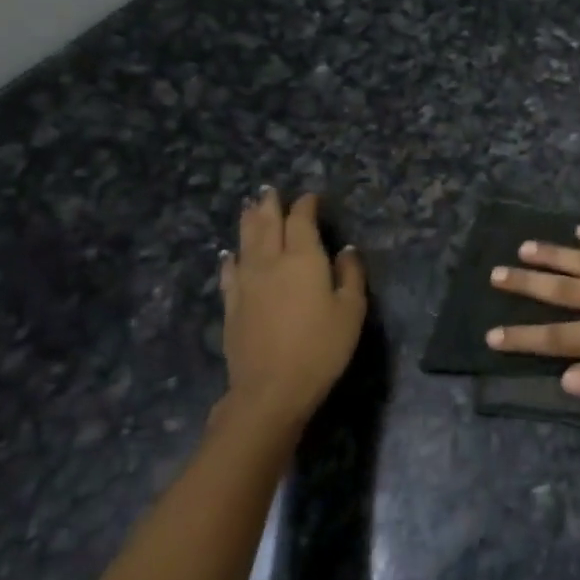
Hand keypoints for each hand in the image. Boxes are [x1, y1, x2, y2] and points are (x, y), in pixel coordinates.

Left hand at [218, 190, 365, 428]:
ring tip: (249, 207)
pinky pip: (229, 272)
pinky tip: (229, 254)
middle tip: (270, 190)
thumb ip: (350, 276)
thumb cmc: (321, 348)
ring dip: (248, 222)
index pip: (301, 221)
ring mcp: (246, 283)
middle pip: (267, 225)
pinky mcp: (231, 305)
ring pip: (245, 243)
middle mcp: (271, 262)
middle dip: (270, 205)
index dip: (305, 205)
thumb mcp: (351, 311)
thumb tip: (346, 250)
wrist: (271, 389)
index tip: (310, 197)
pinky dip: (230, 258)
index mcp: (304, 259)